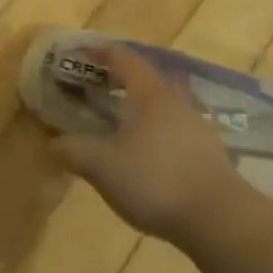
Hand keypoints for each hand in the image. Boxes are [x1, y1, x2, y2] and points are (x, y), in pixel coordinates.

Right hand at [51, 47, 242, 244]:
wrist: (221, 219)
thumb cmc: (156, 180)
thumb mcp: (103, 166)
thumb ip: (74, 151)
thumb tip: (52, 142)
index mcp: (149, 93)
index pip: (124, 58)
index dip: (102, 52)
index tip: (82, 55)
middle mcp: (176, 101)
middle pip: (148, 78)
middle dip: (122, 78)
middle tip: (98, 86)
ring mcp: (197, 126)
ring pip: (165, 103)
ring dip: (142, 105)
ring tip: (121, 120)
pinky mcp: (210, 153)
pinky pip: (177, 128)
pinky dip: (158, 130)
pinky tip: (148, 152)